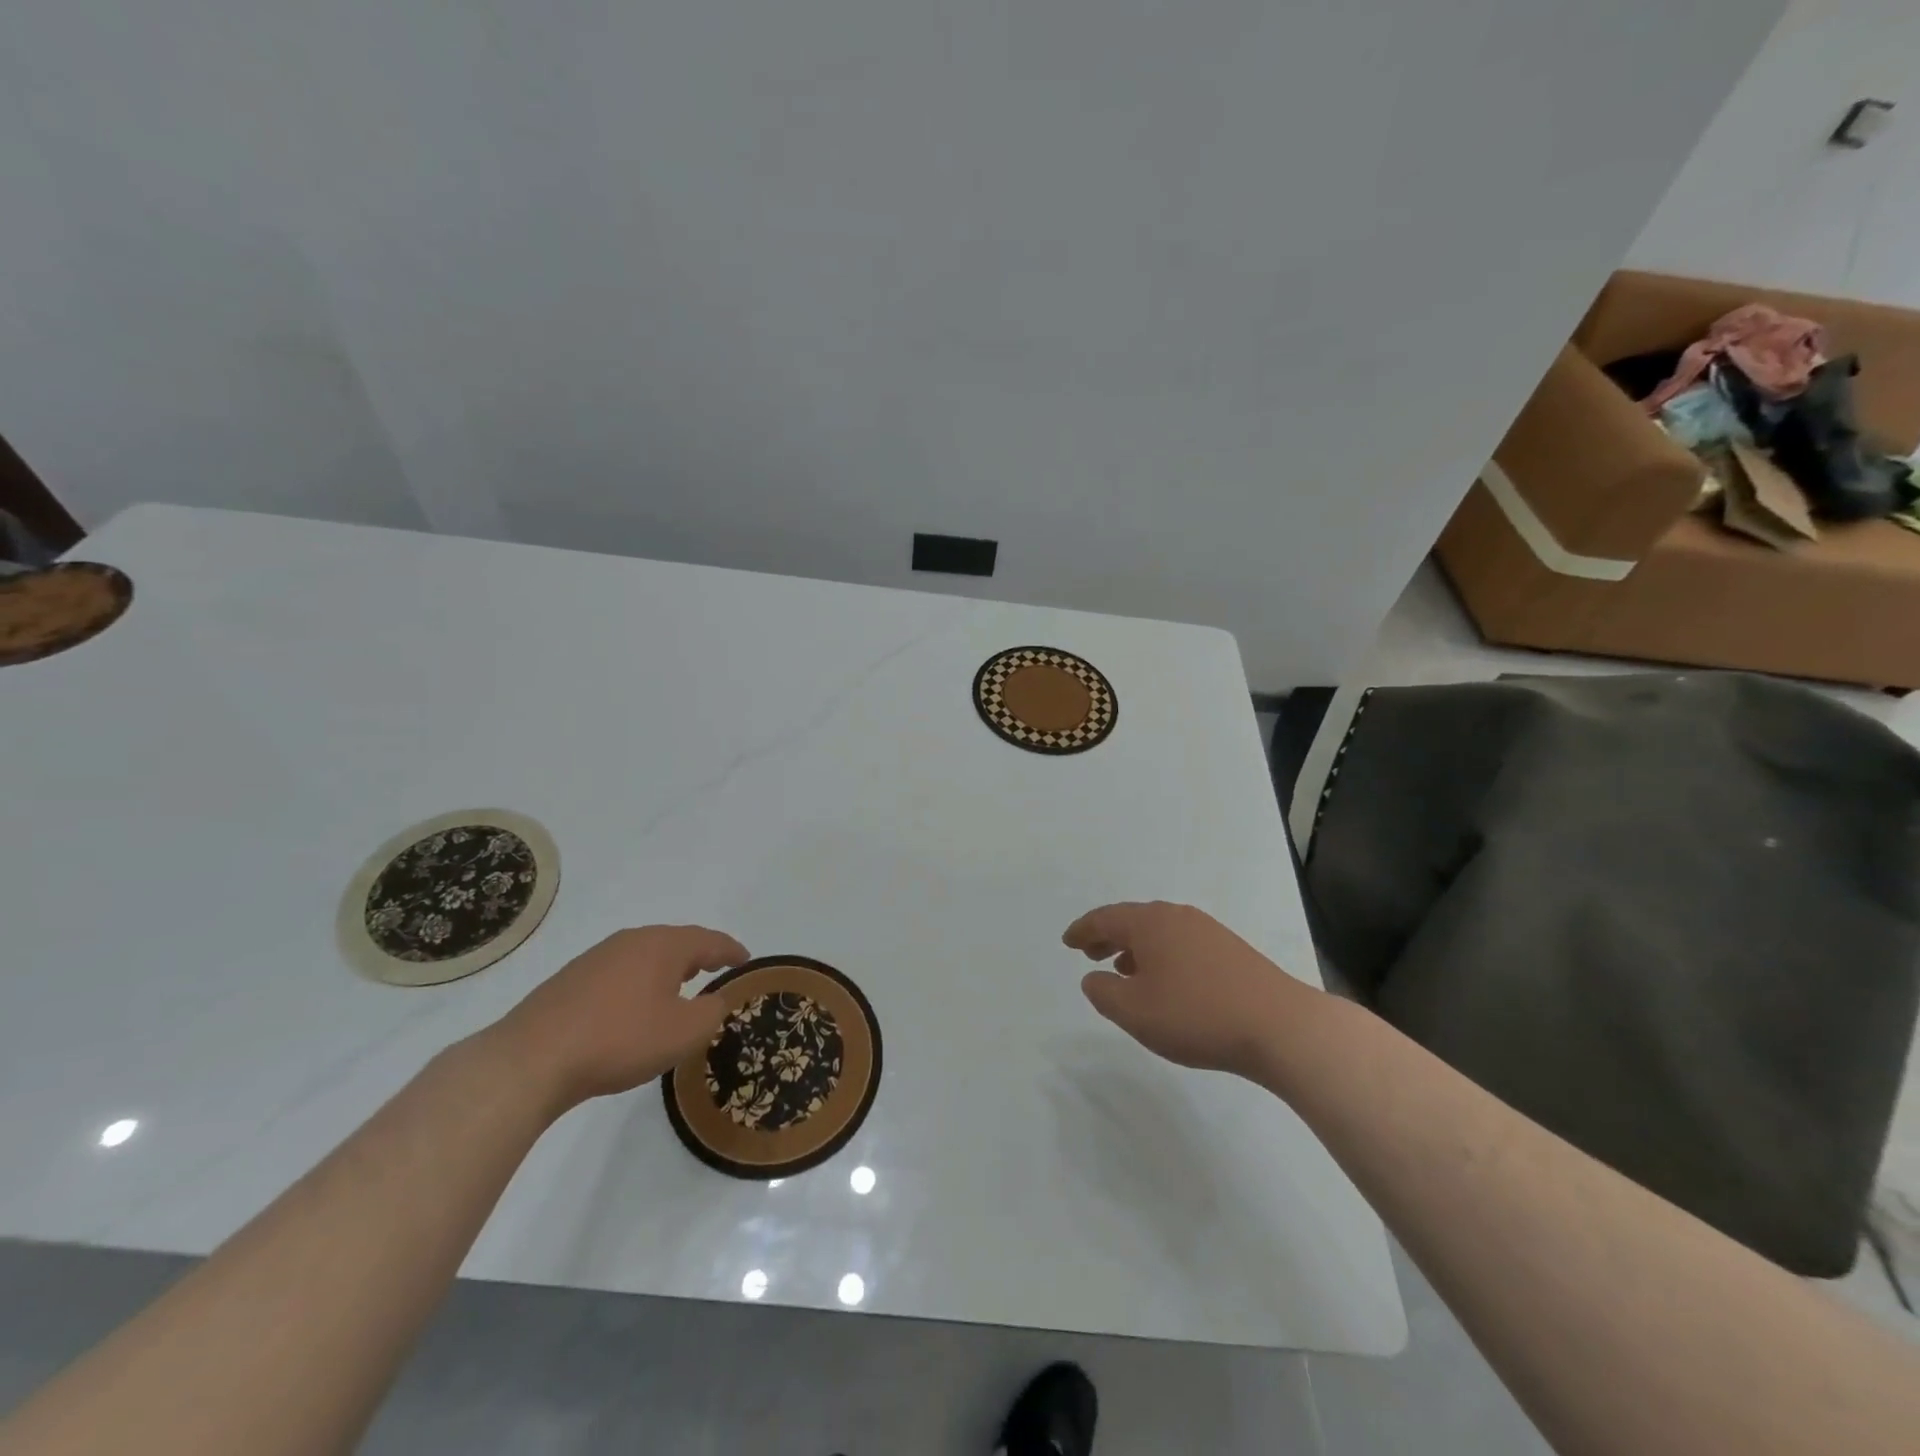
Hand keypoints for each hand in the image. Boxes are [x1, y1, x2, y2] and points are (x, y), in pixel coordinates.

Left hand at [494, 925, 747, 1109]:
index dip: (732, 950)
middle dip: (699, 955)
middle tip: (716, 971)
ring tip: (679, 988)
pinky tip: (634, 1006)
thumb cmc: (620, 1039)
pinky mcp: (571, 980)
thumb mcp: (684, 1032)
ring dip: (667, 969)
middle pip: (676, 942)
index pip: (709, 940)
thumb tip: (716, 999)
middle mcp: (632, 940)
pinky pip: (620, 972)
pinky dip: (639, 982)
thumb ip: (713, 1012)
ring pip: (645, 955)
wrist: (531, 1060)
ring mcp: (597, 957)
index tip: (747, 960)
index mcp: (664, 945)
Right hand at [1063, 902, 1310, 1077]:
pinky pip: (1180, 943)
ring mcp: (1207, 931)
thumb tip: (1094, 978)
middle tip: (1089, 953)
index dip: (1082, 930)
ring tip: (1124, 970)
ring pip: (1159, 932)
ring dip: (1135, 947)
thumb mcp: (1135, 1012)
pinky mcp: (1230, 950)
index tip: (1067, 942)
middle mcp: (1177, 917)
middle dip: (1107, 935)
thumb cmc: (1196, 1015)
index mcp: (1150, 923)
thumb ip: (1103, 993)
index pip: (1105, 918)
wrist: (1279, 1026)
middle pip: (1132, 919)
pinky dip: (1161, 955)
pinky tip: (1165, 982)